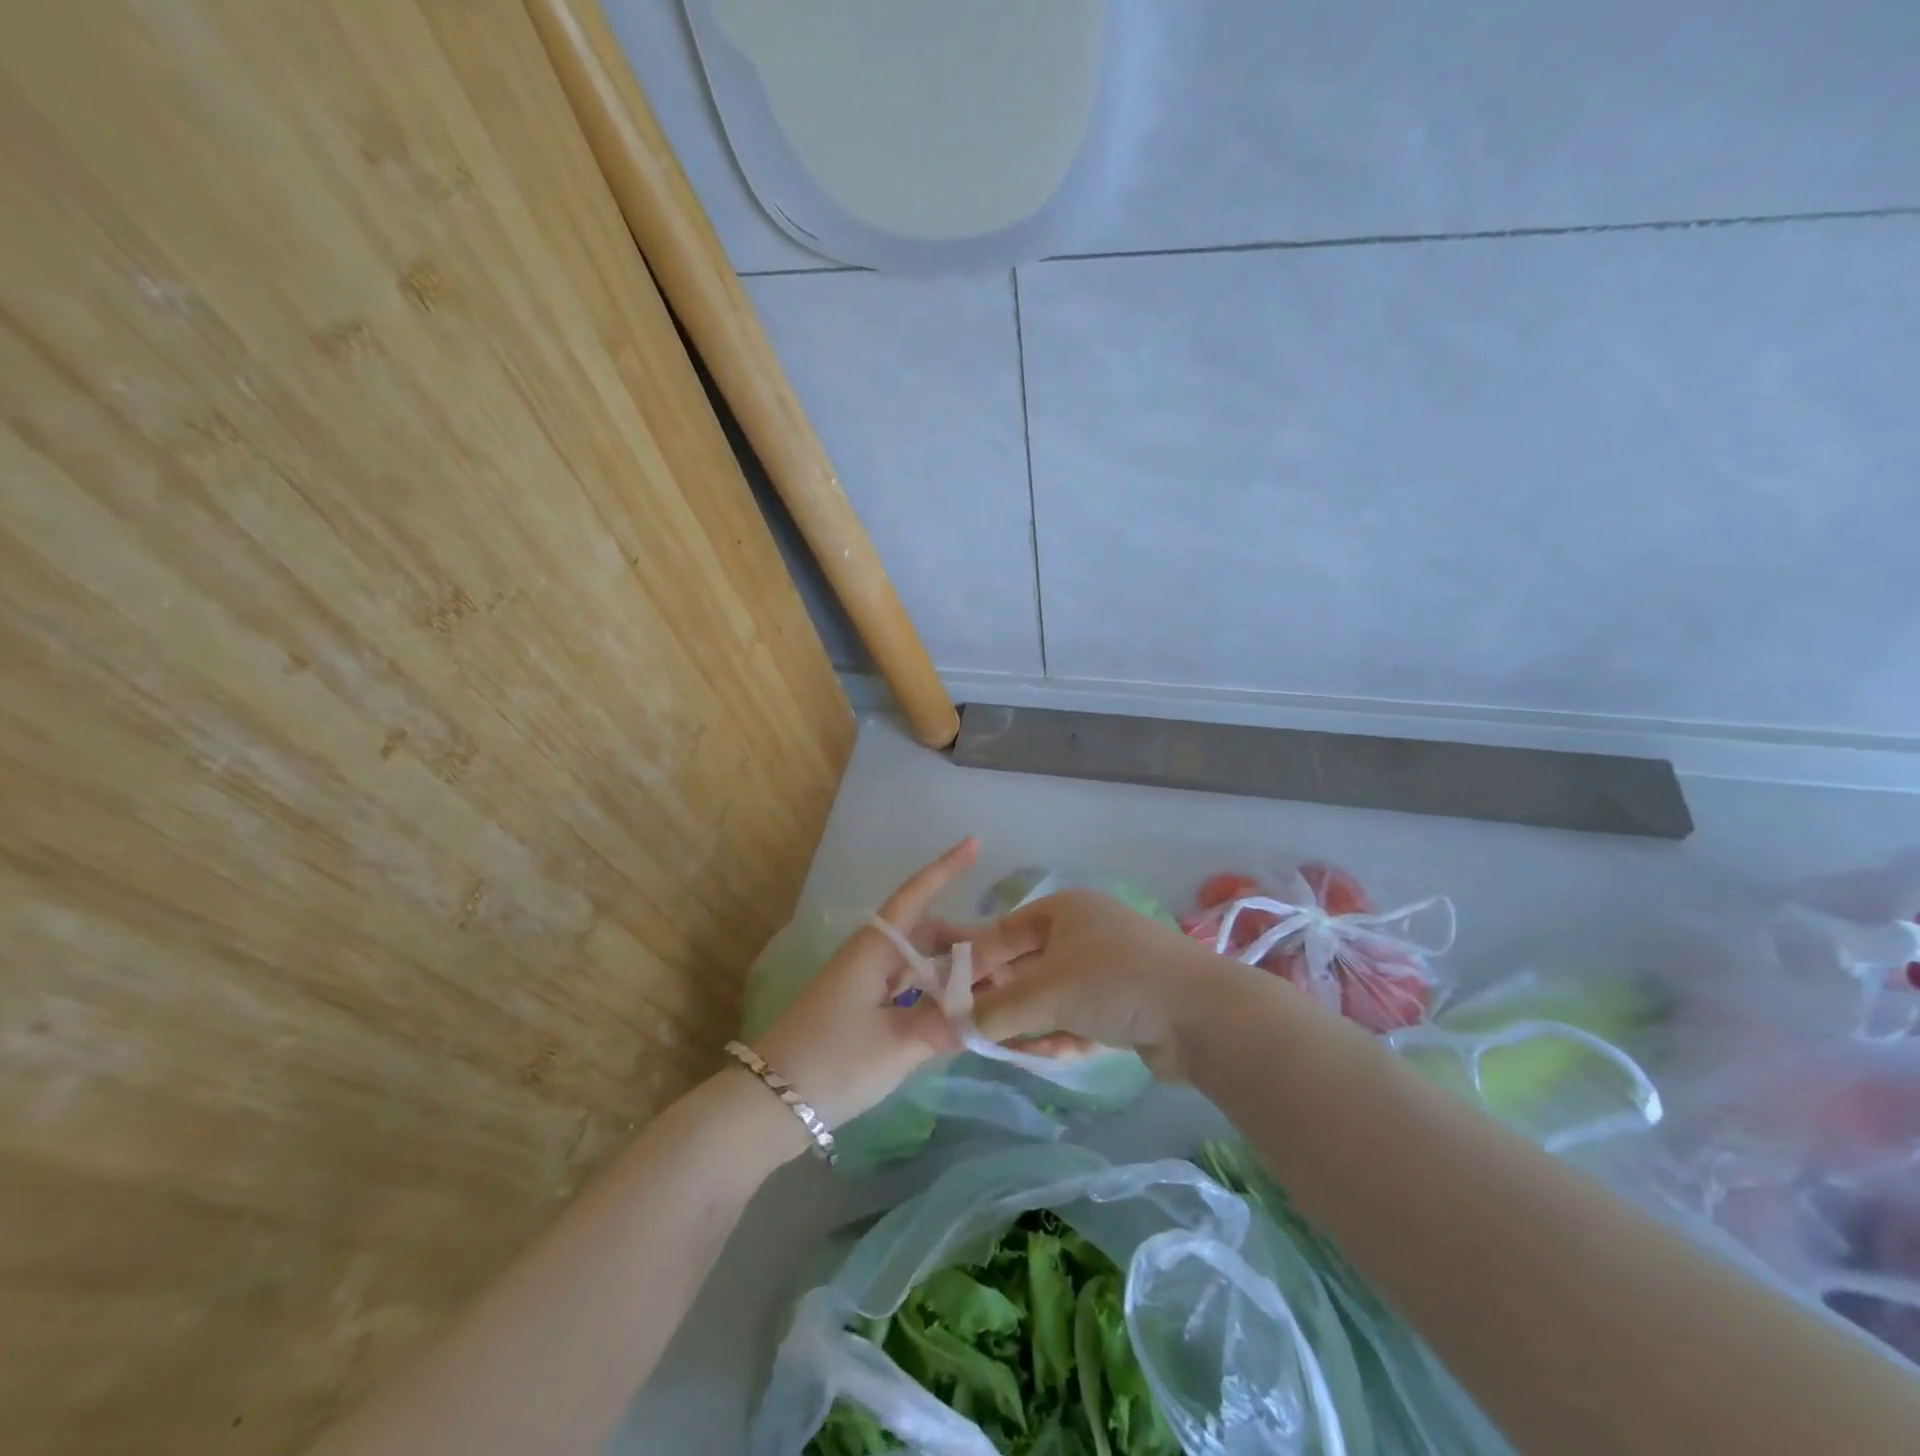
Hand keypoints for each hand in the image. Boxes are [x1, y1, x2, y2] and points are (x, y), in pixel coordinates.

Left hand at [753, 838, 977, 1129]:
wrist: (768, 1103)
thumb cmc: (833, 1061)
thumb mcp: (898, 1044)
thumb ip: (946, 1023)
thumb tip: (988, 1013)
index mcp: (875, 949)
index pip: (916, 895)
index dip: (946, 868)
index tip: (975, 843)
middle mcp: (871, 956)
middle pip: (928, 934)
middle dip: (968, 942)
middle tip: (1009, 962)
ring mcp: (864, 983)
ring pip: (920, 963)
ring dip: (954, 972)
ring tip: (993, 990)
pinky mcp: (860, 1009)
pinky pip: (909, 988)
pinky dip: (936, 994)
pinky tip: (958, 1014)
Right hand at [966, 888, 1223, 1080]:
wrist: (1200, 1014)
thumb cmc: (1112, 981)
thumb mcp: (1044, 993)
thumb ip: (994, 1010)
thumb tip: (951, 1025)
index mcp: (1063, 911)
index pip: (1003, 932)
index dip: (974, 962)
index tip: (949, 996)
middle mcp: (1083, 933)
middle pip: (1027, 968)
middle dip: (1003, 1002)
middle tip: (974, 1032)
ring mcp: (1107, 969)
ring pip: (1052, 998)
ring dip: (1032, 1025)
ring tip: (1010, 1051)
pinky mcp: (1126, 1005)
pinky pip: (1079, 1017)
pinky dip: (1064, 1036)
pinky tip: (1054, 1055)